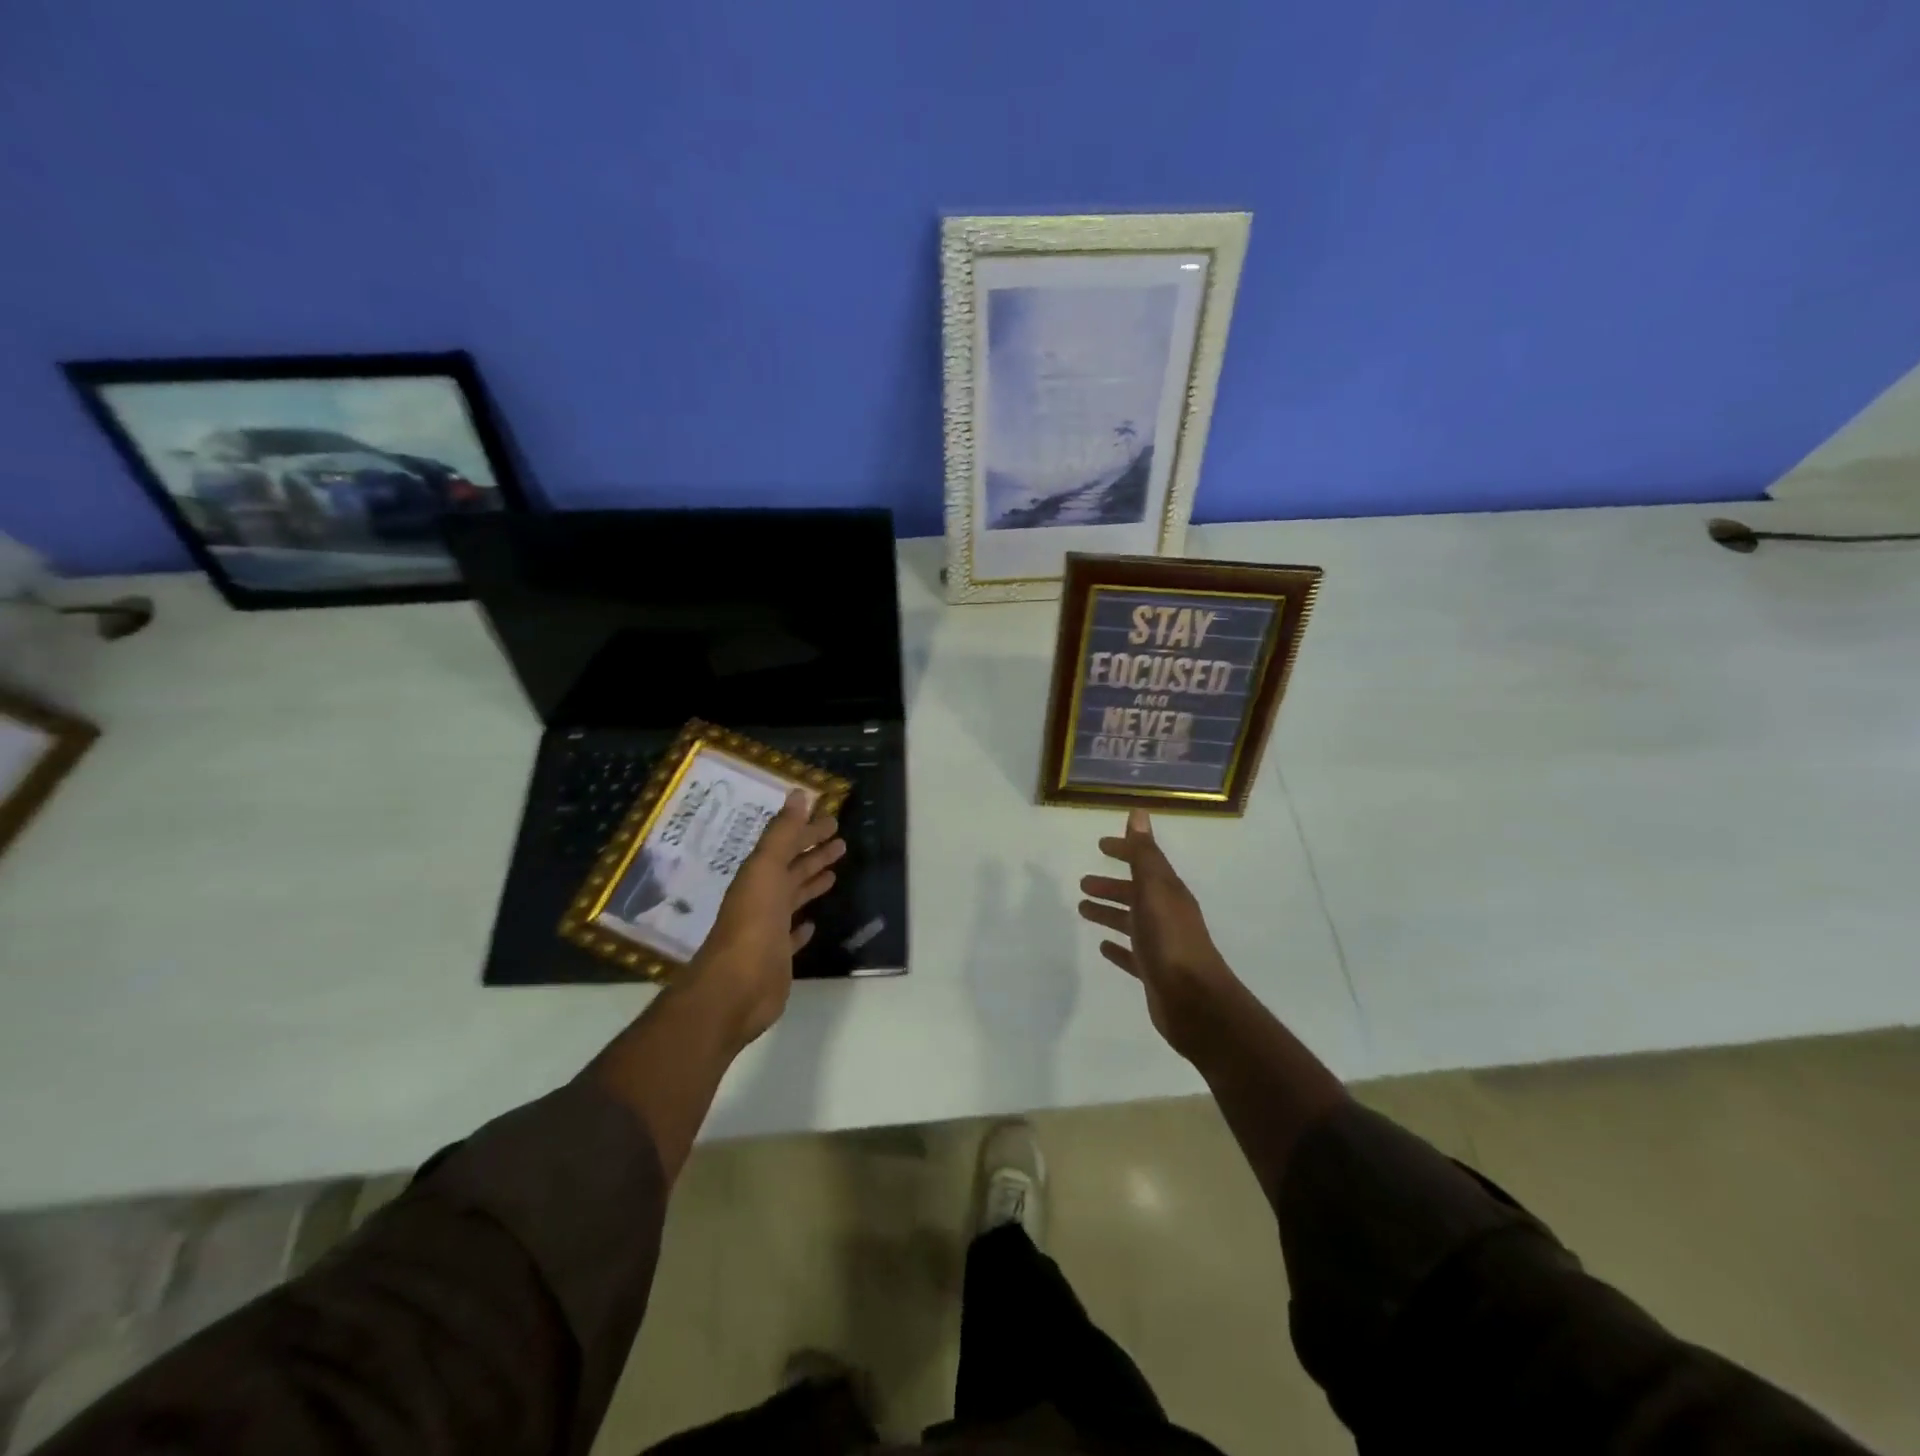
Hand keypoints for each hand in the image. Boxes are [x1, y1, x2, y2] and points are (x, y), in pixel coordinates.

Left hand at [686, 790, 844, 1049]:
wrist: (736, 987)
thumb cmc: (753, 922)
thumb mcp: (766, 869)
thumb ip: (783, 833)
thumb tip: (799, 794)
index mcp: (759, 875)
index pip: (787, 845)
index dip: (808, 831)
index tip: (832, 819)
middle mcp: (762, 898)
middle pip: (791, 869)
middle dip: (813, 853)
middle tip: (841, 840)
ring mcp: (769, 928)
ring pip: (793, 898)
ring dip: (811, 882)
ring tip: (834, 872)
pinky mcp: (777, 957)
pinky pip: (792, 936)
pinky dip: (802, 927)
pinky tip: (813, 924)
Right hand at [1079, 809, 1237, 1057]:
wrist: (1194, 1002)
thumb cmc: (1171, 941)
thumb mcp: (1155, 891)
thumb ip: (1144, 855)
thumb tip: (1139, 813)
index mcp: (1168, 893)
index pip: (1145, 862)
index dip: (1125, 851)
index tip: (1101, 845)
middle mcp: (1167, 915)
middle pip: (1135, 893)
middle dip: (1111, 885)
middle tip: (1083, 882)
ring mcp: (1161, 945)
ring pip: (1131, 922)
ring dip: (1109, 913)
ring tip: (1082, 910)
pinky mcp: (1154, 972)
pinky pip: (1131, 953)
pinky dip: (1118, 947)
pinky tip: (1103, 947)